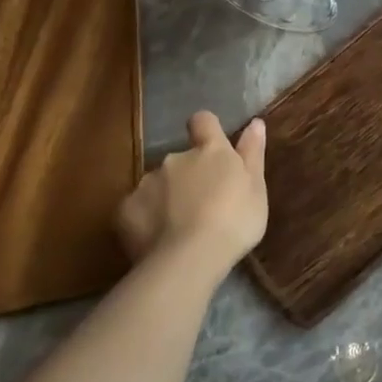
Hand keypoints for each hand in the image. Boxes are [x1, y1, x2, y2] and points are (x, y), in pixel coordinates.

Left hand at [116, 111, 267, 275]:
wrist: (189, 260)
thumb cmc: (234, 221)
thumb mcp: (256, 188)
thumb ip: (252, 153)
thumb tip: (255, 122)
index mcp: (210, 150)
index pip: (203, 121)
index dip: (205, 129)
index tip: (211, 146)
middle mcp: (175, 158)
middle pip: (180, 159)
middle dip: (188, 175)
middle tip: (202, 205)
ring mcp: (147, 182)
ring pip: (157, 184)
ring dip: (166, 197)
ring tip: (178, 228)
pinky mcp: (125, 209)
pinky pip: (136, 208)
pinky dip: (145, 218)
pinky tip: (156, 240)